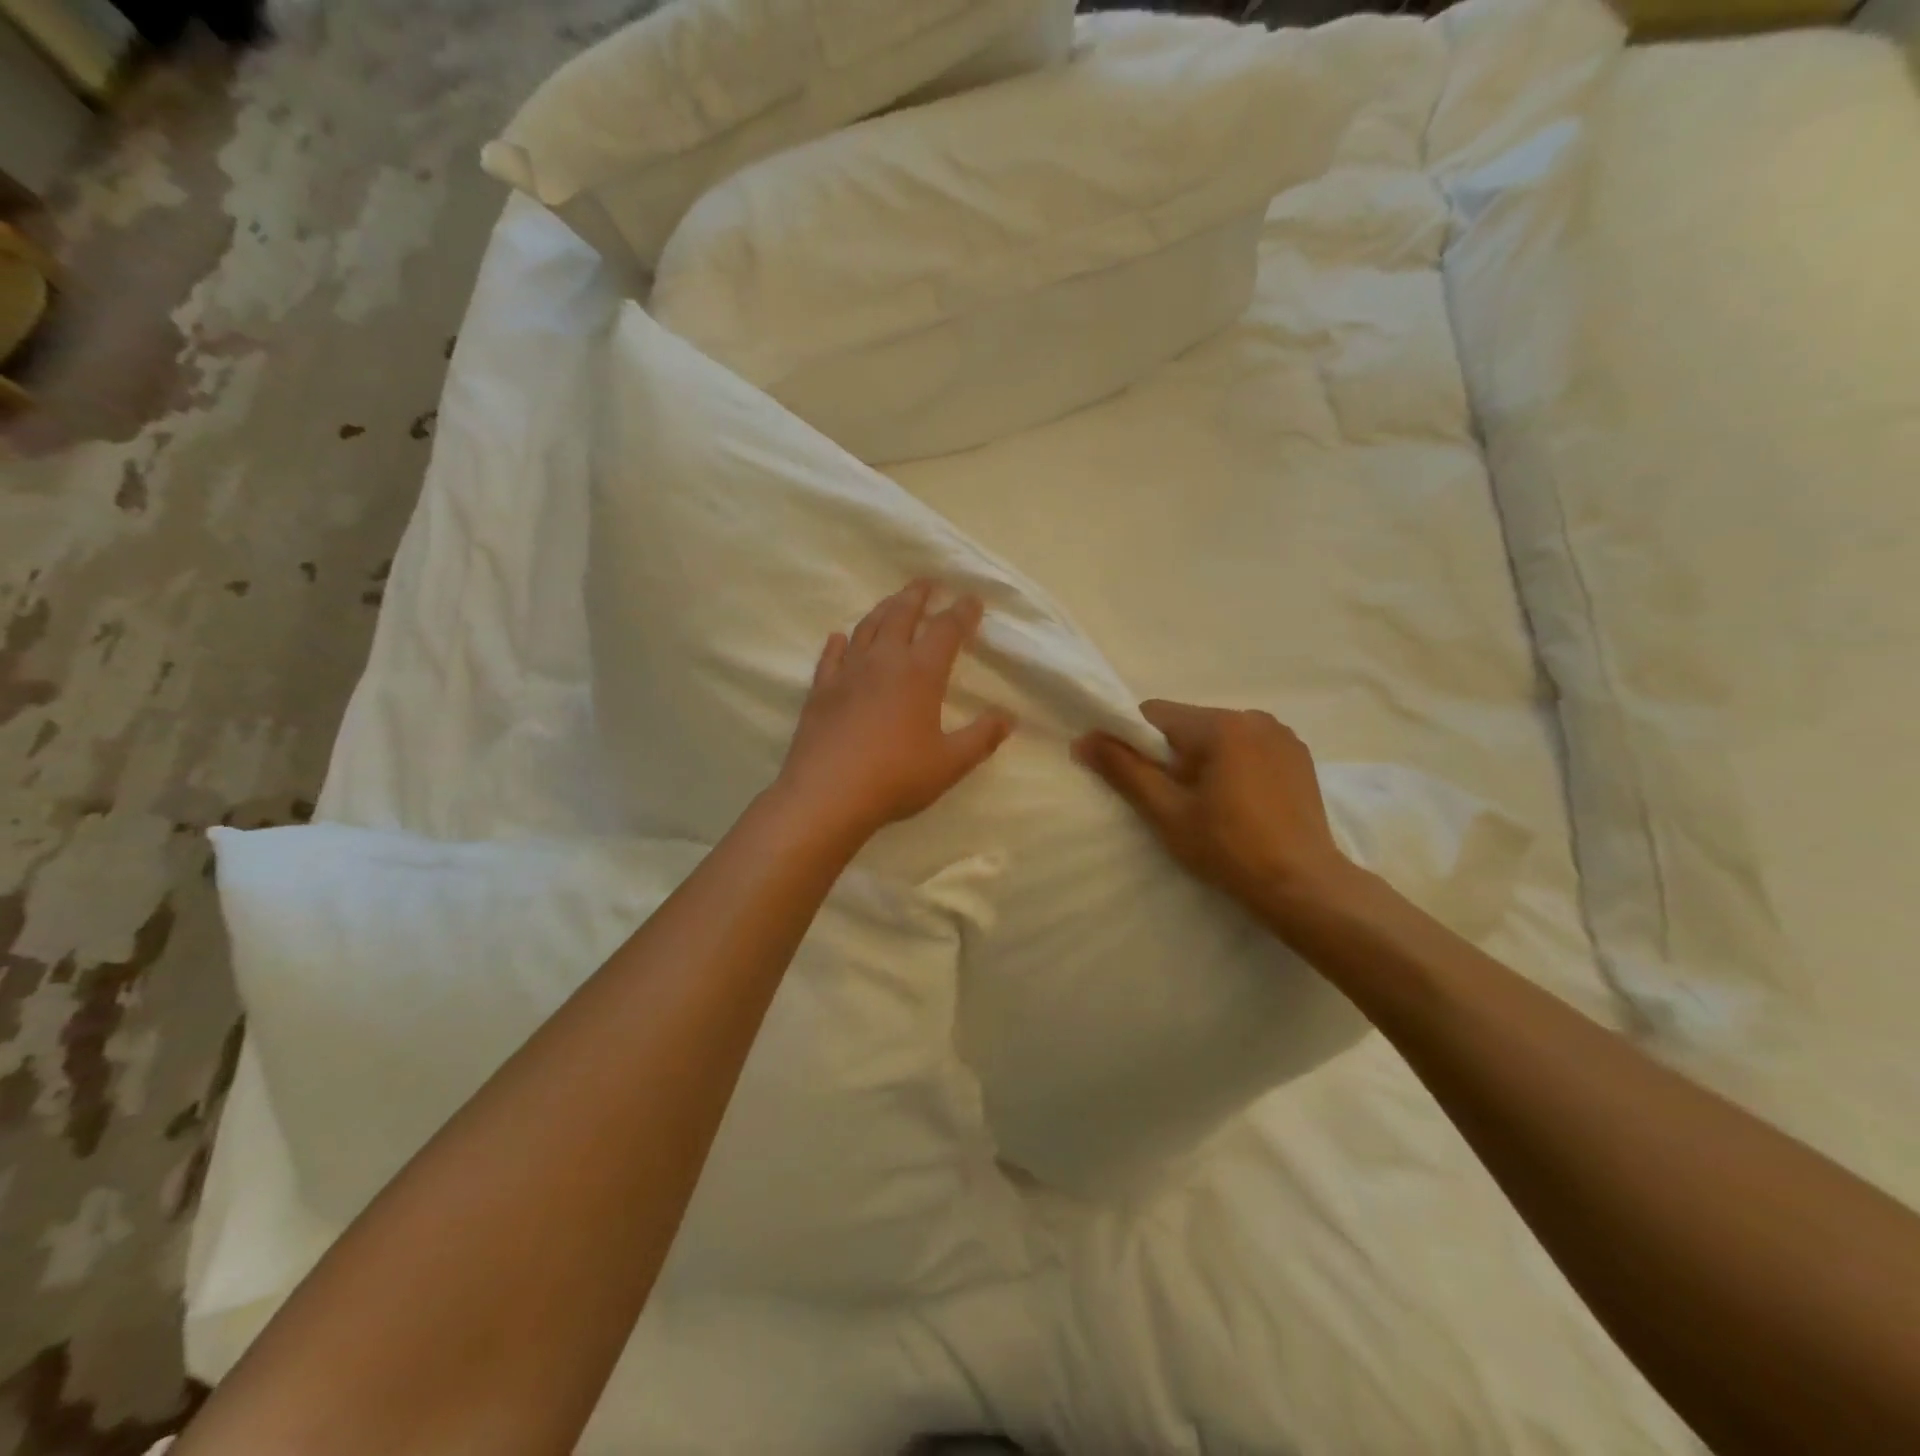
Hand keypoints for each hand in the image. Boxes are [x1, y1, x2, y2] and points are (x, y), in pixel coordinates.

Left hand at [774, 581, 1012, 846]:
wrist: (827, 794)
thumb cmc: (896, 777)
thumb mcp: (949, 763)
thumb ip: (982, 738)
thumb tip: (1009, 717)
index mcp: (920, 673)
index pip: (946, 630)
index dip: (962, 612)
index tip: (971, 599)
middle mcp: (884, 661)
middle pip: (902, 615)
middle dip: (918, 595)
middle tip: (928, 582)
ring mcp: (848, 672)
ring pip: (867, 628)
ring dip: (883, 609)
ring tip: (893, 601)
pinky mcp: (821, 690)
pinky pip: (831, 656)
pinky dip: (839, 643)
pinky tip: (839, 638)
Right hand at [1073, 701, 1354, 925]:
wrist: (1303, 886)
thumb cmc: (1228, 848)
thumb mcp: (1167, 812)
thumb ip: (1124, 770)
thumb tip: (1084, 739)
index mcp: (1220, 725)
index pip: (1155, 714)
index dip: (1135, 743)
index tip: (1139, 781)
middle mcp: (1254, 718)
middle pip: (1189, 725)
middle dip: (1173, 756)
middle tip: (1176, 803)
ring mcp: (1283, 736)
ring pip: (1220, 737)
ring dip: (1205, 761)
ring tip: (1212, 807)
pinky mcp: (1300, 757)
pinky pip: (1249, 749)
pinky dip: (1235, 767)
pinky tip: (1242, 805)